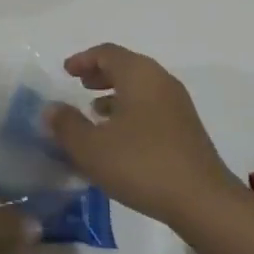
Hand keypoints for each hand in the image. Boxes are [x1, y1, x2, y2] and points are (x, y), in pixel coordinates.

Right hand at [46, 44, 244, 232]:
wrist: (202, 200)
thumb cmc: (141, 164)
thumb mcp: (91, 147)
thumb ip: (66, 124)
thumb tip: (51, 108)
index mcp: (139, 75)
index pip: (107, 53)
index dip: (83, 59)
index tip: (65, 71)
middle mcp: (161, 81)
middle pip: (127, 66)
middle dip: (100, 74)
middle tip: (79, 85)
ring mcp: (178, 105)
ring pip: (140, 88)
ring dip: (116, 94)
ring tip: (94, 112)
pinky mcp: (186, 129)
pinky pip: (151, 107)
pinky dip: (130, 111)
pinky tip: (119, 138)